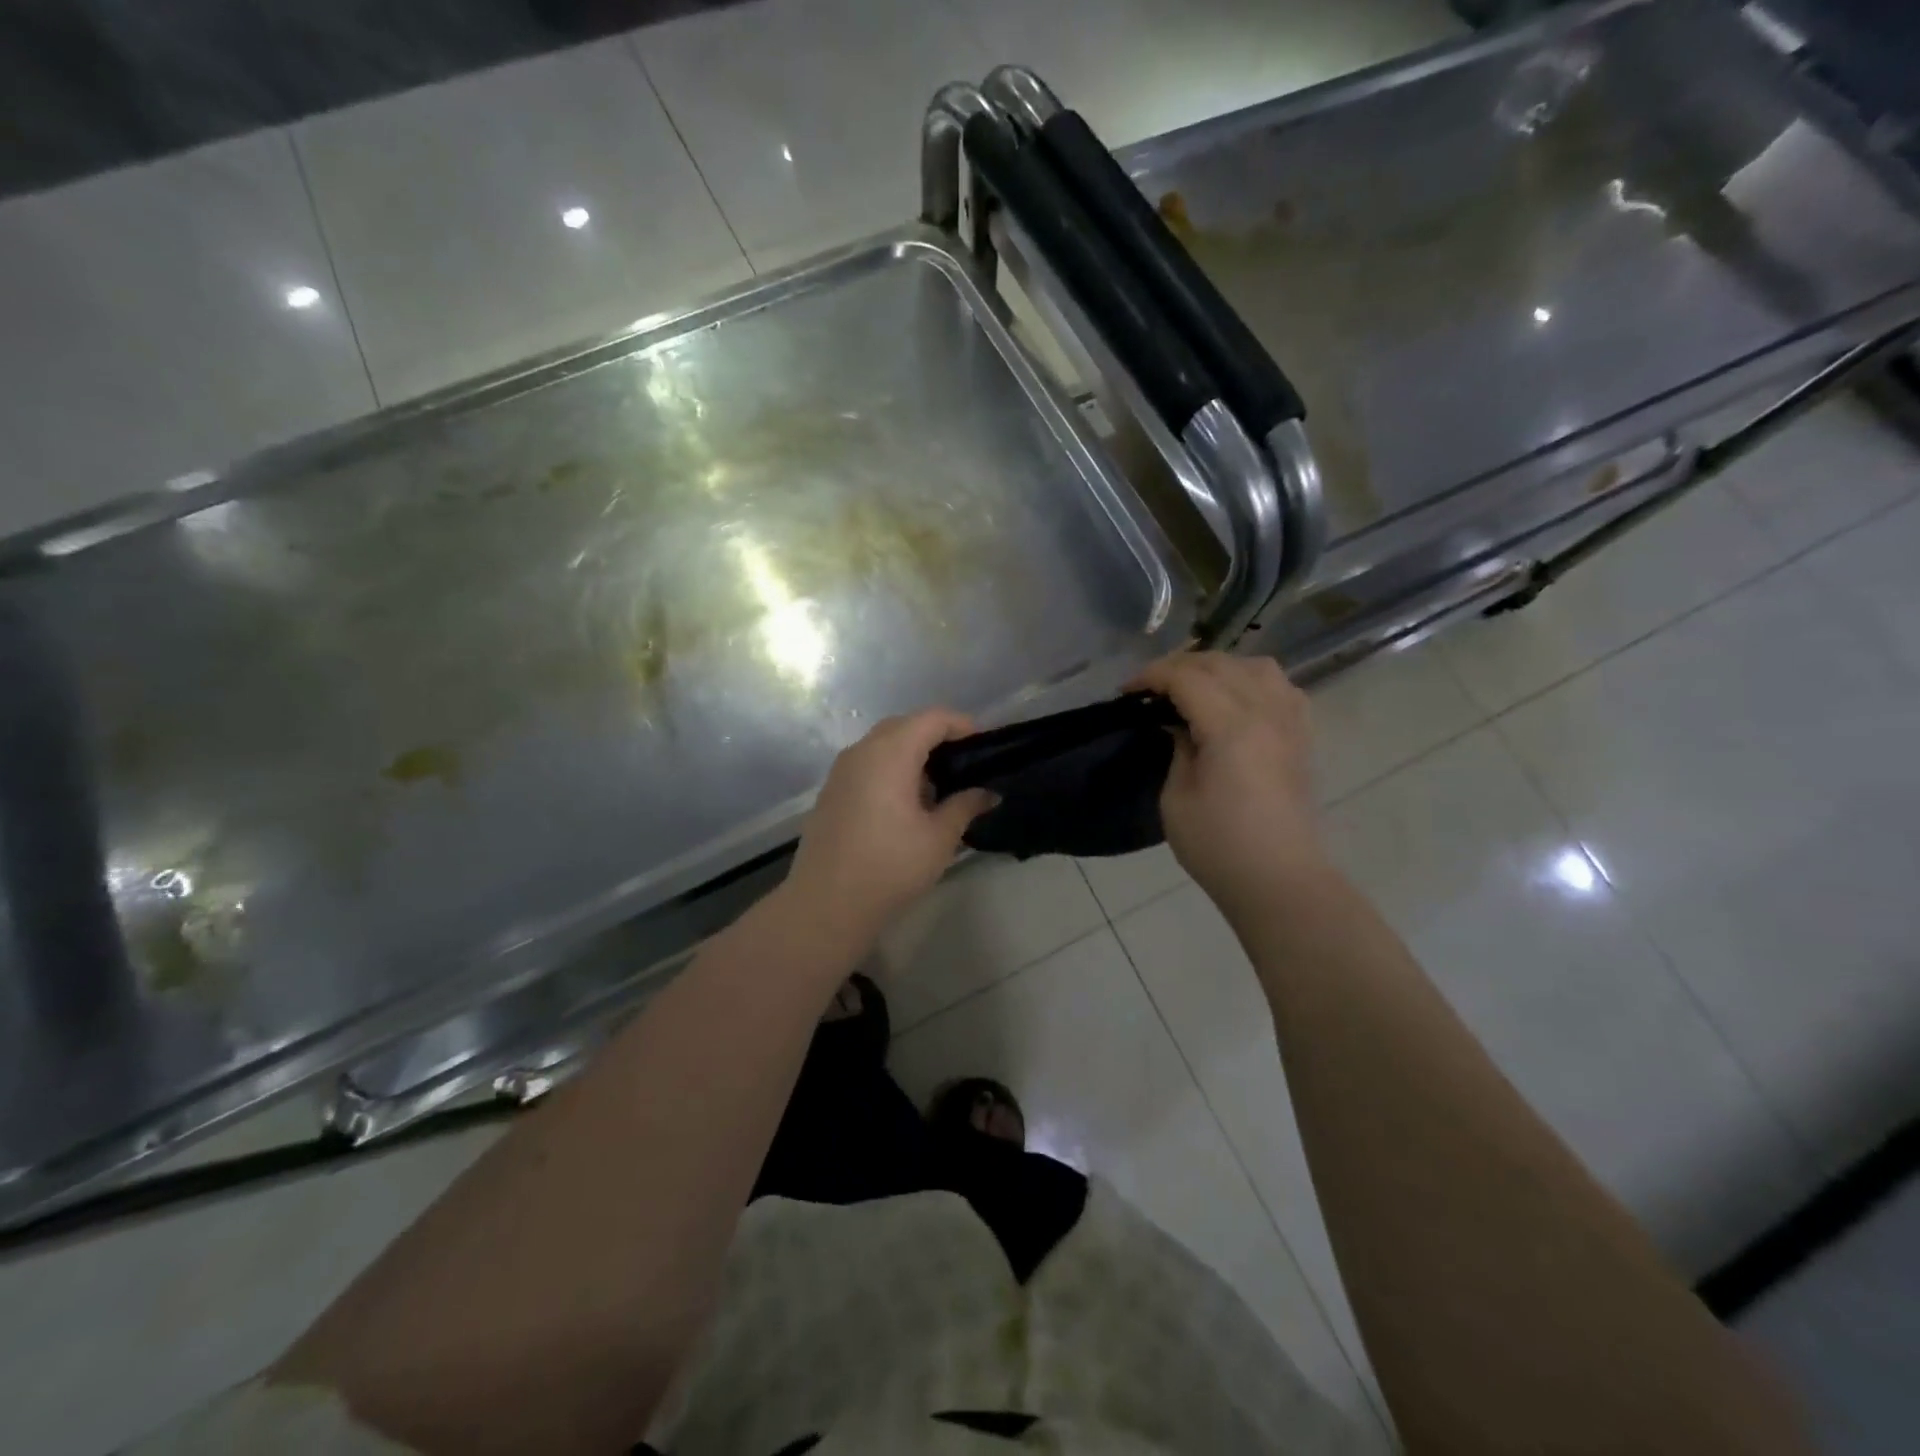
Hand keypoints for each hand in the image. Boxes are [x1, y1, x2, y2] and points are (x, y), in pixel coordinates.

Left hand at [781, 710, 995, 948]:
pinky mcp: (831, 791)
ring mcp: (841, 770)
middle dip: (936, 735)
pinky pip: (867, 763)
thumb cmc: (890, 866)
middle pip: (905, 725)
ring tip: (938, 783)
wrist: (826, 904)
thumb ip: (965, 806)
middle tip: (964, 762)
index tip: (984, 745)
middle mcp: (862, 751)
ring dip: (911, 751)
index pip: (932, 719)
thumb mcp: (939, 838)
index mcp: (891, 754)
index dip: (961, 724)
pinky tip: (905, 800)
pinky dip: (891, 767)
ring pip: (882, 743)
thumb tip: (988, 793)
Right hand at [1130, 652, 1325, 916]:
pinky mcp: (1303, 737)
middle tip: (1150, 689)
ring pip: (1257, 666)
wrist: (1279, 880)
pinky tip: (1236, 700)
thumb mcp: (1176, 798)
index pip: (1187, 677)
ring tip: (1195, 688)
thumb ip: (1177, 748)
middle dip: (1179, 667)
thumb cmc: (1219, 846)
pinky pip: (1281, 687)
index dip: (1151, 676)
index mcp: (1232, 727)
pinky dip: (1252, 681)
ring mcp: (1291, 722)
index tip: (1126, 692)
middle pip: (1221, 664)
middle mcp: (1267, 712)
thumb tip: (1179, 725)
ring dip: (1219, 668)